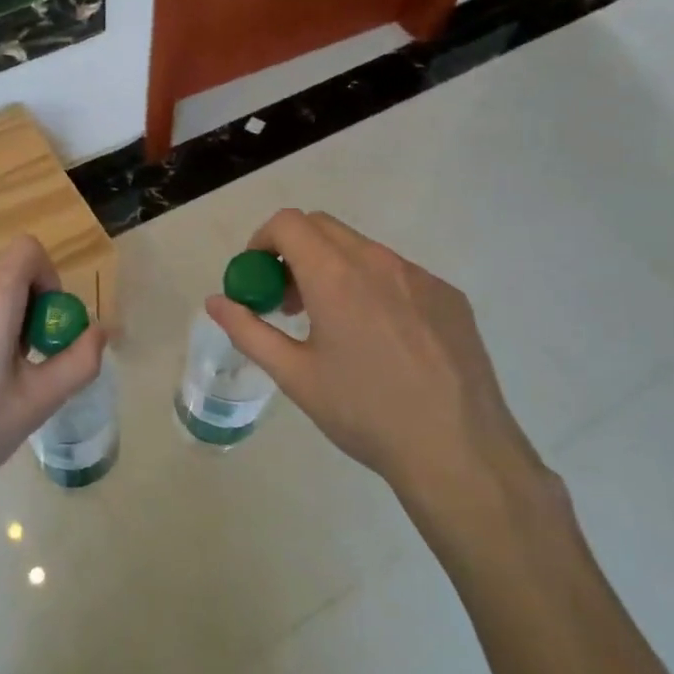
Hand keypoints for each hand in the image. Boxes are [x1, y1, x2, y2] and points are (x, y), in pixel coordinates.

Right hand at [205, 210, 552, 535]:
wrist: (458, 451)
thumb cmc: (364, 413)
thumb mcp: (294, 376)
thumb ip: (248, 330)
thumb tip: (216, 301)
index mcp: (336, 276)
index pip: (288, 223)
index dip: (262, 241)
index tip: (258, 278)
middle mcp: (379, 262)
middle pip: (322, 226)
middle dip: (294, 251)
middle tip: (289, 301)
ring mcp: (420, 276)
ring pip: (362, 249)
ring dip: (333, 268)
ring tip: (333, 323)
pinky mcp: (450, 296)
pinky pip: (398, 273)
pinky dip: (372, 286)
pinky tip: (381, 340)